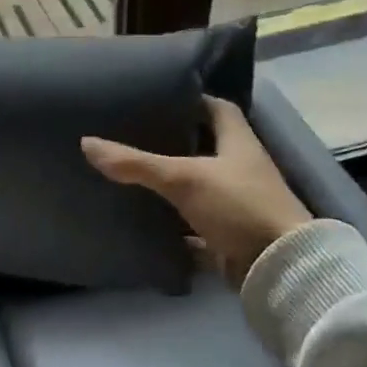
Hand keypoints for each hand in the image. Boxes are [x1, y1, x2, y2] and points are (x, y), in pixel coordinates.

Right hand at [82, 96, 310, 287]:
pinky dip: (174, 227)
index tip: (158, 99)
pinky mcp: (230, 237)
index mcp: (238, 143)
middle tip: (133, 135)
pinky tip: (145, 222)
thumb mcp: (183, 179)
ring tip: (130, 175)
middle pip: (204, 147)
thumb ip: (135, 163)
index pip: (217, 108)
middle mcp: (240, 169)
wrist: (279, 268)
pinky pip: (196, 228)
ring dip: (171, 185)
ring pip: (198, 188)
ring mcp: (236, 205)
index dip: (191, 100)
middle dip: (173, 142)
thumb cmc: (238, 206)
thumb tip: (87, 142)